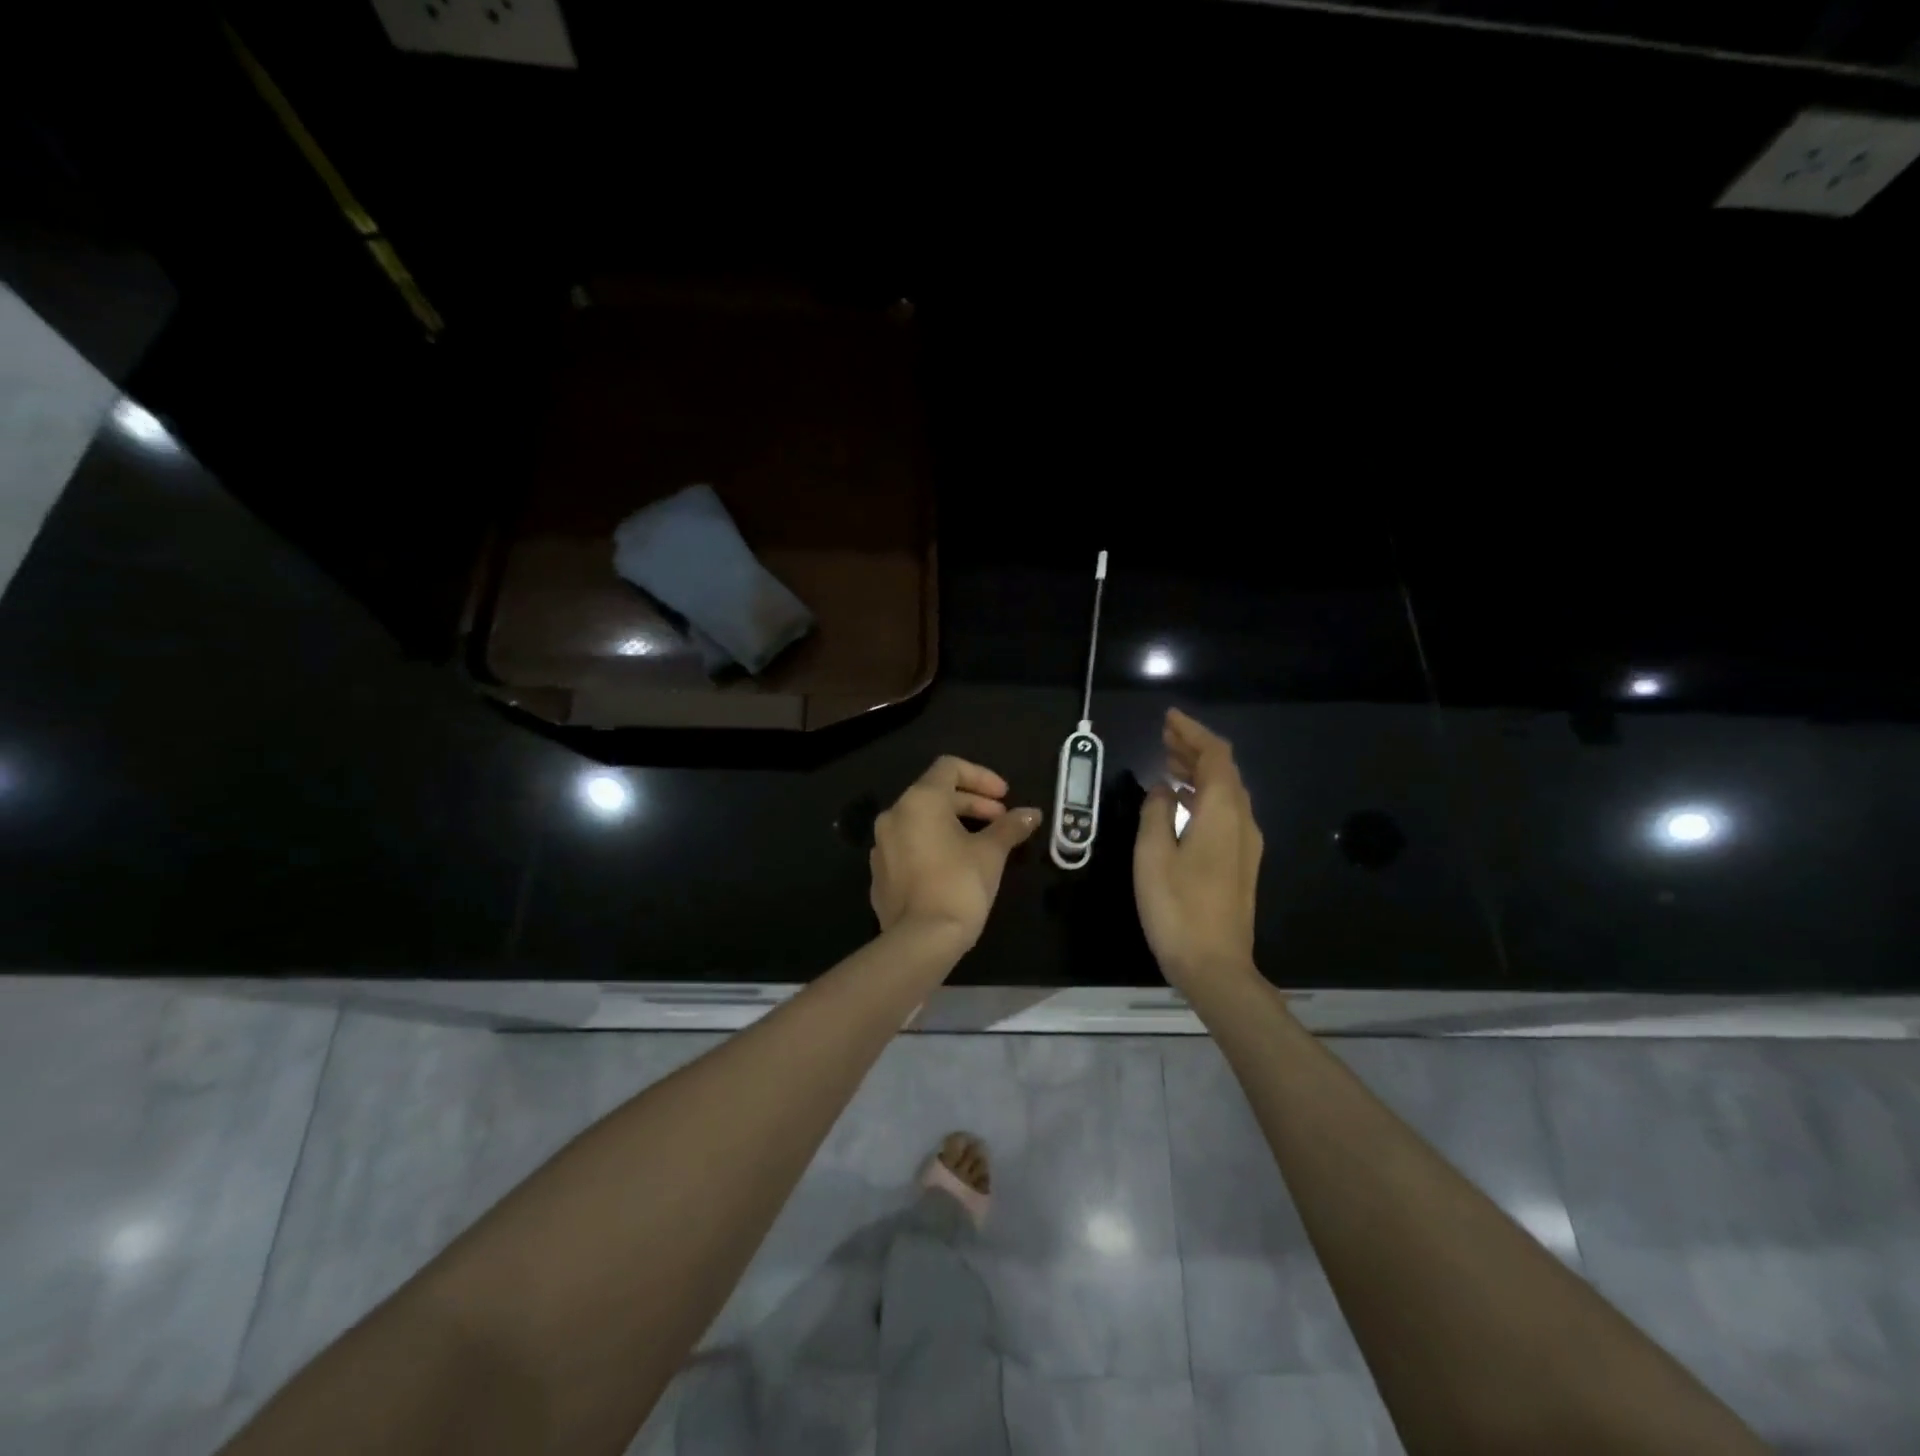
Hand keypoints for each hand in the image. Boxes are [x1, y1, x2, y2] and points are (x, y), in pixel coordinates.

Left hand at [870, 756, 1042, 949]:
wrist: (920, 941)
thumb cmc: (960, 885)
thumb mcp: (991, 852)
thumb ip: (1010, 827)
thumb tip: (1032, 813)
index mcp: (919, 801)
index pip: (949, 767)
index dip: (981, 777)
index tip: (1004, 798)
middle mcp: (894, 815)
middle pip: (935, 793)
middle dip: (972, 803)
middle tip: (1001, 821)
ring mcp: (882, 845)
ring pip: (921, 821)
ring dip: (953, 824)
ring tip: (982, 844)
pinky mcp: (880, 873)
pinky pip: (909, 846)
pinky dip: (934, 845)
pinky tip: (955, 867)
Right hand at [1134, 709, 1263, 990]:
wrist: (1215, 965)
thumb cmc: (1177, 907)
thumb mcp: (1153, 855)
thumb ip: (1157, 812)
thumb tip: (1164, 788)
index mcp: (1221, 812)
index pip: (1215, 756)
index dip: (1193, 733)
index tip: (1169, 718)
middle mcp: (1241, 821)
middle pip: (1224, 771)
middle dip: (1195, 748)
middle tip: (1164, 735)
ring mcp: (1245, 844)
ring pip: (1226, 792)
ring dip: (1199, 771)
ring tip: (1168, 760)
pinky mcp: (1240, 862)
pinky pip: (1225, 812)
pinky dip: (1203, 795)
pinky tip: (1180, 801)